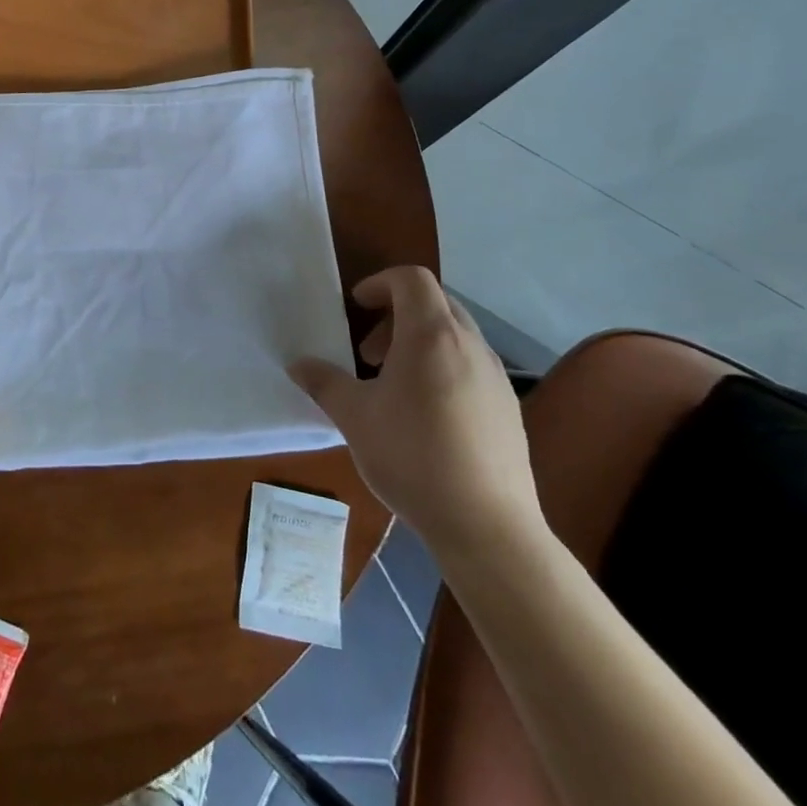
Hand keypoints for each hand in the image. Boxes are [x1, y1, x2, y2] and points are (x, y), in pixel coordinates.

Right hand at [289, 266, 543, 561]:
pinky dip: (444, 369)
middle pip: (435, 303)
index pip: (412, 279)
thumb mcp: (354, 417)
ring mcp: (495, 376)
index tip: (357, 307)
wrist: (487, 526)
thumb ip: (324, 382)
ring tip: (394, 386)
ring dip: (420, 344)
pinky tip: (426, 417)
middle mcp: (470, 345)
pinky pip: (472, 366)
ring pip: (455, 336)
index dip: (380, 283)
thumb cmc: (412, 456)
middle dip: (397, 316)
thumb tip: (297, 364)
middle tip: (369, 353)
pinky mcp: (509, 408)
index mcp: (431, 335)